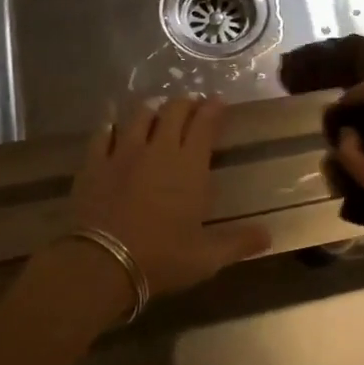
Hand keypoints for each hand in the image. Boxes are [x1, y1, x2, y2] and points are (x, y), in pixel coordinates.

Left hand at [53, 96, 269, 309]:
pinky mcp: (94, 163)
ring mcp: (123, 153)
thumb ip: (238, 243)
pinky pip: (103, 134)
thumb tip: (269, 236)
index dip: (214, 109)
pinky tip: (113, 125)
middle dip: (185, 104)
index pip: (205, 124)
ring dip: (151, 110)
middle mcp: (159, 150)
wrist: (102, 264)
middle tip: (191, 105)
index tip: (218, 101)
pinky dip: (111, 126)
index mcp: (190, 166)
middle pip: (173, 111)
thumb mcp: (207, 258)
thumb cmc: (161, 258)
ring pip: (139, 116)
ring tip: (156, 111)